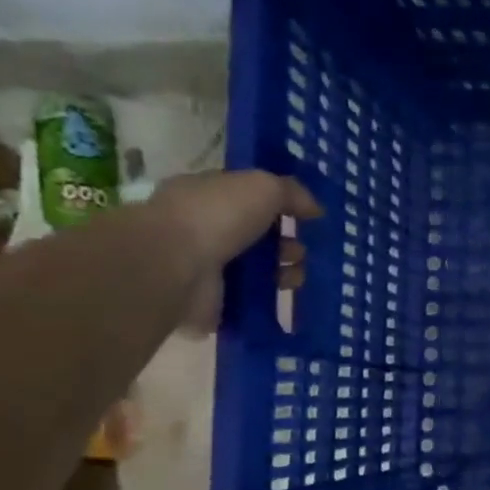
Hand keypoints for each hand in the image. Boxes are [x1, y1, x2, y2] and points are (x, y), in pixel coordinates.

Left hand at [149, 170, 320, 331]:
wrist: (174, 266)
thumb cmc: (215, 216)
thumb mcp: (262, 187)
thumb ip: (291, 192)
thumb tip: (316, 208)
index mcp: (207, 194)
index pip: (248, 198)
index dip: (279, 206)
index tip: (307, 218)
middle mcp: (204, 229)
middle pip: (257, 237)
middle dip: (287, 244)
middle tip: (303, 252)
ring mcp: (206, 268)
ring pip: (257, 271)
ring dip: (283, 273)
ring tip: (297, 277)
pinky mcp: (212, 303)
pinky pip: (249, 301)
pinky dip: (270, 300)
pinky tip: (286, 297)